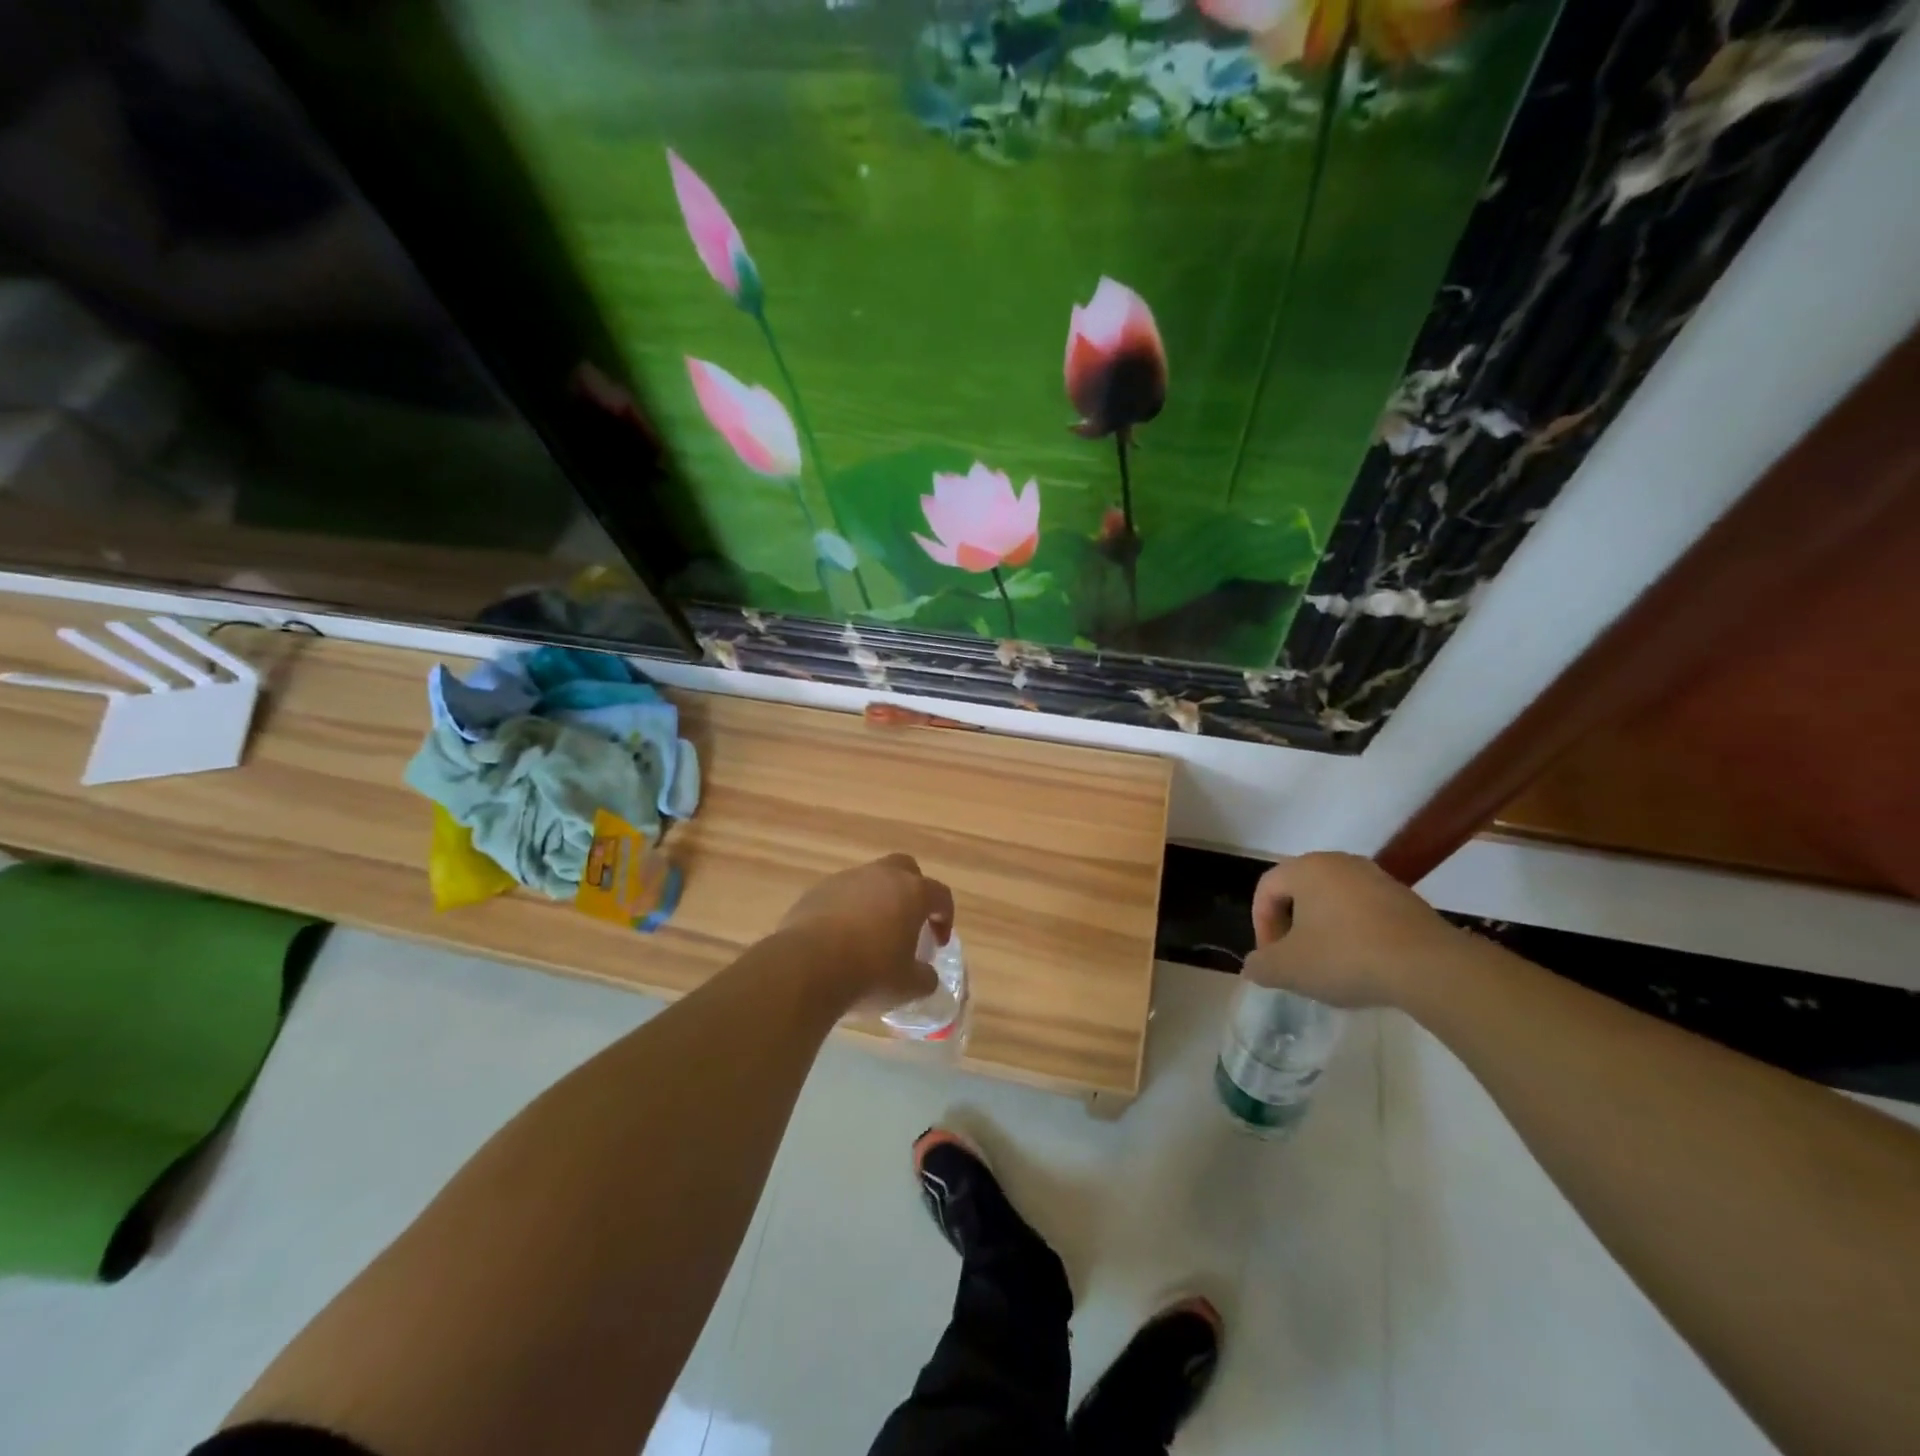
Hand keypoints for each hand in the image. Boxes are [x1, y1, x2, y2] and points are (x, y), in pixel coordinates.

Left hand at [778, 854, 954, 1015]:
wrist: (806, 968)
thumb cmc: (869, 973)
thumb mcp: (908, 986)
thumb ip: (925, 978)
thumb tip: (925, 975)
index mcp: (912, 892)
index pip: (940, 894)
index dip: (944, 917)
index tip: (938, 943)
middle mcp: (881, 876)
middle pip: (905, 869)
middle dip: (912, 891)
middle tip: (908, 922)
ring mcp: (845, 879)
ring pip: (869, 881)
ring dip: (876, 901)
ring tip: (870, 934)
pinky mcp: (816, 891)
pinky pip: (840, 895)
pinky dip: (847, 910)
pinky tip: (840, 938)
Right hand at [1241, 852, 1461, 1009]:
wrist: (1430, 967)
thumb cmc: (1345, 957)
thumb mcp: (1288, 969)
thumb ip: (1261, 965)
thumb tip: (1254, 967)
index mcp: (1306, 868)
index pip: (1266, 889)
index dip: (1261, 925)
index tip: (1272, 957)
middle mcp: (1340, 863)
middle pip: (1300, 892)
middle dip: (1292, 927)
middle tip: (1296, 960)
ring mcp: (1377, 878)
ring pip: (1335, 902)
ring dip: (1324, 930)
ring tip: (1330, 966)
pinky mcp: (1407, 899)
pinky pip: (1366, 913)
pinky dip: (1356, 934)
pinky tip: (1365, 964)